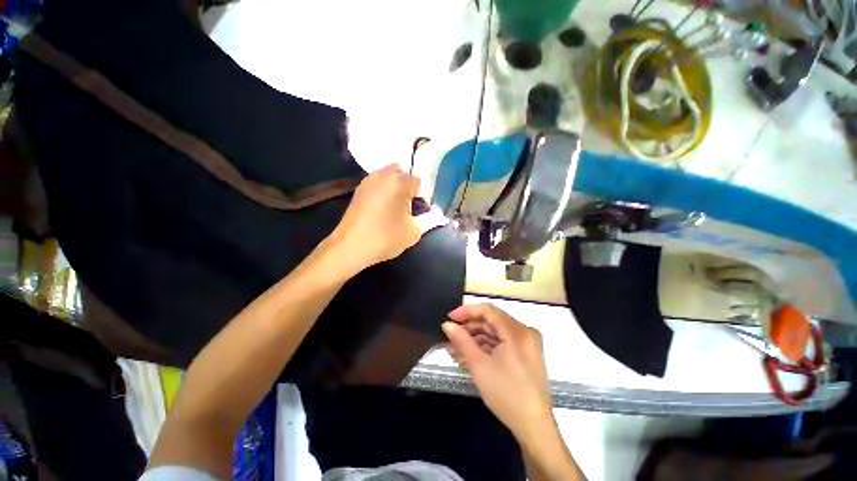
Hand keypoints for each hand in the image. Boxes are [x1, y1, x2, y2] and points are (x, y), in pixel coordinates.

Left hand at [329, 164, 446, 271]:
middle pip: (403, 174)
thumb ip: (430, 219)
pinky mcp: (358, 190)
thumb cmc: (386, 237)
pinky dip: (384, 192)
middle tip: (409, 207)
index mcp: (399, 181)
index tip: (421, 210)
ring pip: (389, 178)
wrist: (350, 247)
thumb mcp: (414, 231)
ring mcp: (368, 181)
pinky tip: (383, 210)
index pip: (419, 181)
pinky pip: (377, 184)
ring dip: (396, 189)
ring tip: (396, 209)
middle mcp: (383, 174)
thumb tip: (438, 214)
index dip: (422, 196)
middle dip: (409, 188)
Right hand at [442, 303, 552, 439]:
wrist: (533, 427)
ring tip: (455, 348)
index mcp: (517, 331)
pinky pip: (502, 344)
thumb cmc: (506, 393)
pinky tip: (469, 355)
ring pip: (495, 334)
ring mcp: (526, 344)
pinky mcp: (525, 355)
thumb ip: (461, 340)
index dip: (466, 311)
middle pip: (491, 322)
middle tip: (450, 336)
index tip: (449, 318)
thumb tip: (447, 325)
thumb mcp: (479, 365)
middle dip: (469, 328)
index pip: (488, 310)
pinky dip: (486, 348)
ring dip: (475, 340)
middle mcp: (524, 332)